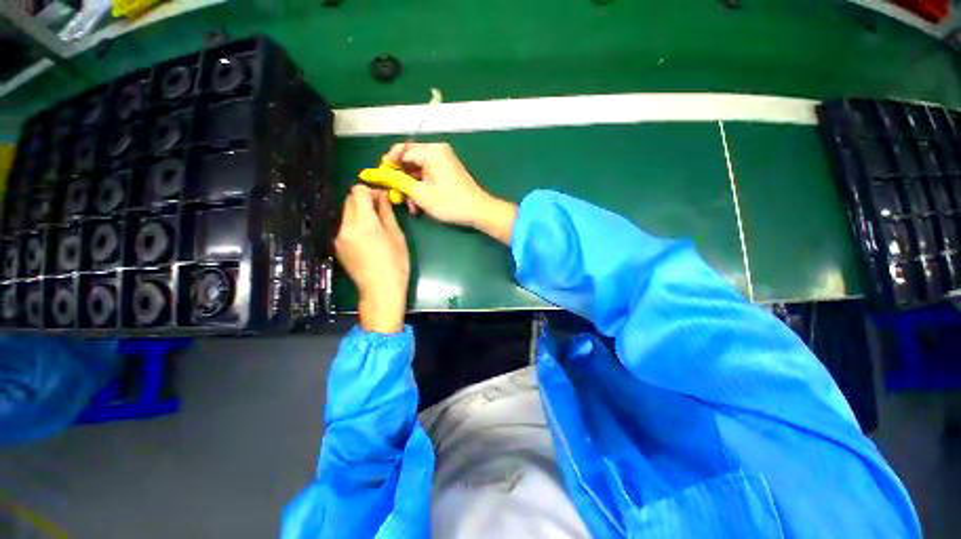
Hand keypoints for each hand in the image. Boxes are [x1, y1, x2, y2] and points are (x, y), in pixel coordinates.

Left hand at [335, 185, 408, 332]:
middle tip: (381, 210)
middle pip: (349, 201)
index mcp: (363, 223)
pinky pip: (345, 227)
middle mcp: (346, 227)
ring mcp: (339, 238)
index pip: (357, 192)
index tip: (383, 199)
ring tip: (377, 227)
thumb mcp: (397, 237)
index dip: (370, 191)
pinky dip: (355, 226)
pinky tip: (369, 240)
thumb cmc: (396, 265)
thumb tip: (383, 198)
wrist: (380, 291)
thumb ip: (387, 214)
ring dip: (360, 213)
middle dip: (364, 200)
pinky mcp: (338, 247)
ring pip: (347, 214)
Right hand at [386, 143, 516, 243]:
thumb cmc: (450, 203)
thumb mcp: (420, 194)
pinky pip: (428, 175)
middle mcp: (437, 151)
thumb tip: (382, 175)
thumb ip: (399, 182)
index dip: (388, 165)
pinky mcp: (447, 171)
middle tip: (395, 196)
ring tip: (410, 206)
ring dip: (411, 187)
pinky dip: (422, 187)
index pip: (401, 151)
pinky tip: (419, 204)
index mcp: (431, 151)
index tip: (381, 180)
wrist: (478, 211)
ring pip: (418, 170)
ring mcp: (444, 161)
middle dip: (401, 179)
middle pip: (409, 160)